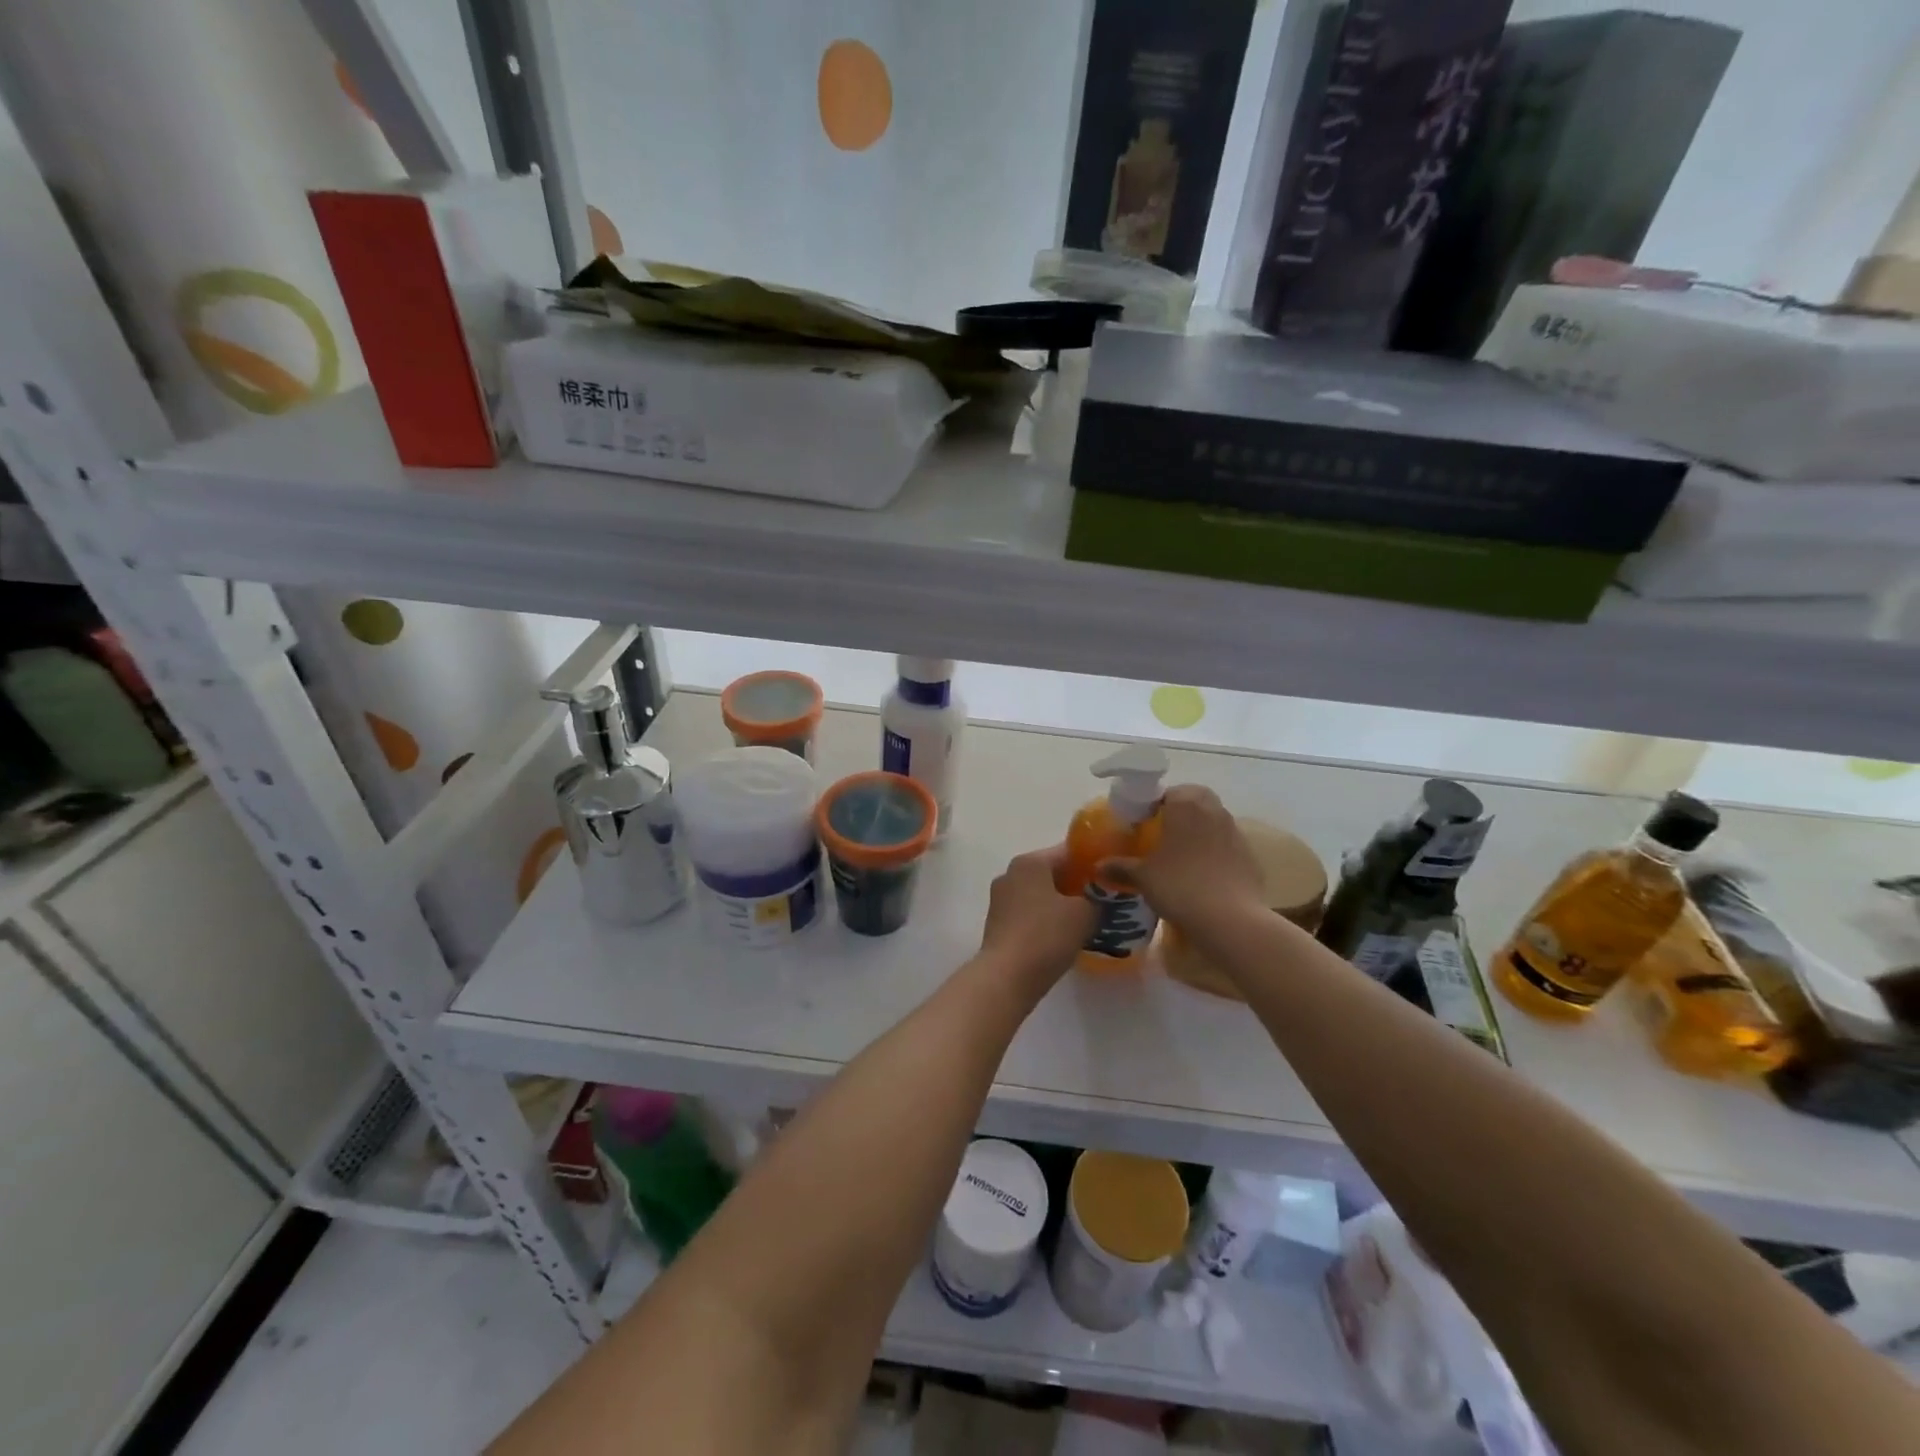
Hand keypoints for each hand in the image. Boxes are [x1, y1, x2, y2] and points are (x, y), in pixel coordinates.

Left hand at [978, 846, 1096, 992]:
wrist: (1007, 977)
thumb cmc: (1046, 936)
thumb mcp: (1084, 914)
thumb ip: (1098, 898)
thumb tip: (1101, 896)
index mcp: (1029, 862)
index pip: (1068, 852)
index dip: (1093, 863)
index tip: (1112, 877)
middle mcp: (1010, 874)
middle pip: (1052, 872)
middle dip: (1077, 885)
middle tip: (1104, 900)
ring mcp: (1000, 899)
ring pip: (1040, 894)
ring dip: (1062, 904)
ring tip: (1088, 920)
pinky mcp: (997, 924)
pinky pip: (1029, 913)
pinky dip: (1047, 919)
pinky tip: (1064, 936)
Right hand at [1101, 785, 1263, 927]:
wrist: (1230, 918)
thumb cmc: (1179, 886)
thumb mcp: (1143, 877)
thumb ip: (1120, 866)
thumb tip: (1098, 866)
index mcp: (1185, 805)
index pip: (1167, 792)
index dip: (1153, 805)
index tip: (1142, 823)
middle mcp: (1213, 810)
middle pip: (1195, 799)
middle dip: (1180, 810)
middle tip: (1161, 832)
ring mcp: (1235, 832)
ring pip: (1214, 819)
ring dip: (1199, 828)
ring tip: (1181, 853)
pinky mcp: (1249, 855)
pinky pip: (1227, 843)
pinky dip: (1215, 850)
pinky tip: (1203, 873)